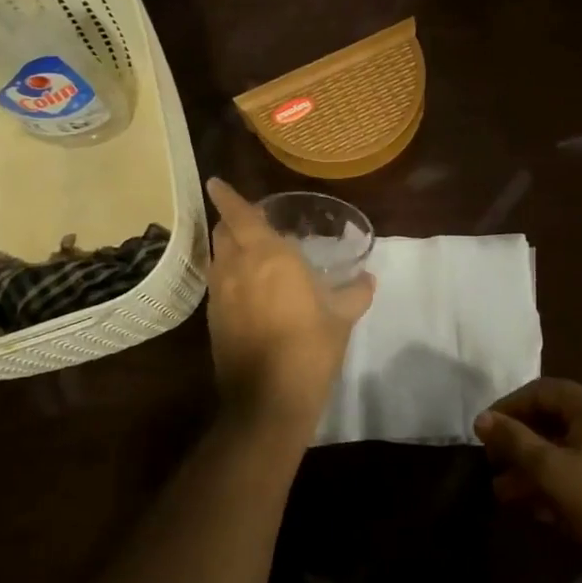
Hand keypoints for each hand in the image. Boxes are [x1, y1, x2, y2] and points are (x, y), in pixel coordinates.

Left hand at [204, 178, 374, 439]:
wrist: (268, 401)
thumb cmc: (310, 348)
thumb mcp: (341, 318)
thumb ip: (355, 293)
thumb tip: (367, 278)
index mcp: (268, 257)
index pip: (240, 216)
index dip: (227, 196)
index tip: (215, 181)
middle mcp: (237, 268)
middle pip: (223, 233)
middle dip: (230, 221)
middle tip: (248, 219)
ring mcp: (220, 295)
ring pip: (216, 258)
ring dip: (226, 247)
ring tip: (246, 250)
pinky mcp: (214, 320)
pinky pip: (217, 283)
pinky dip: (226, 274)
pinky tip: (245, 287)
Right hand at [474, 378, 581, 573]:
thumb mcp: (550, 470)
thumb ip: (514, 441)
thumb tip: (482, 418)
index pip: (540, 391)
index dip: (507, 408)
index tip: (483, 432)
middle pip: (551, 419)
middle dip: (517, 442)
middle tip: (492, 463)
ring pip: (562, 447)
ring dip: (531, 466)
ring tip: (502, 492)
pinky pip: (578, 467)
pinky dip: (553, 481)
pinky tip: (533, 507)